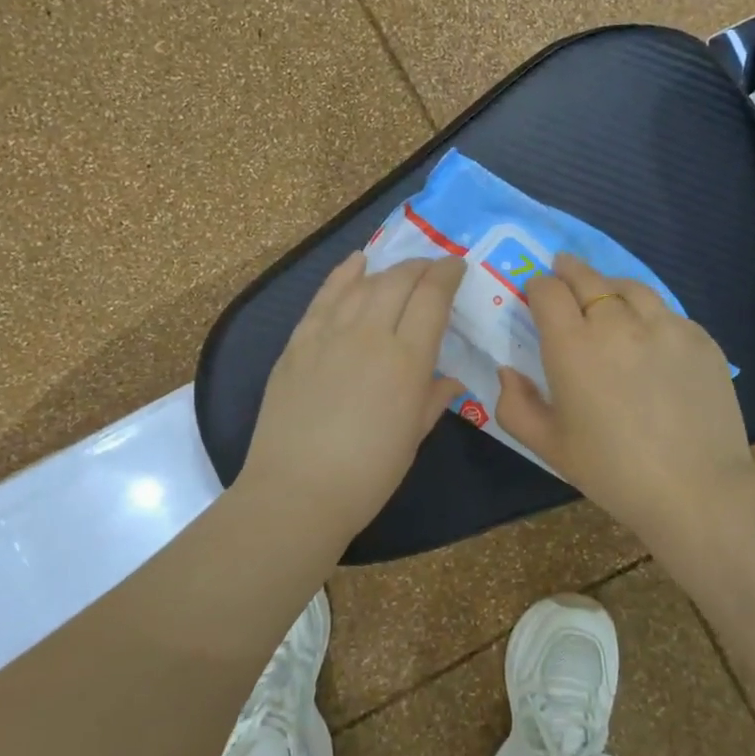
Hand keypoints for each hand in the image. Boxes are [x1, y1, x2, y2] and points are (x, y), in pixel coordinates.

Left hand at [240, 251, 465, 542]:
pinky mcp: (297, 343)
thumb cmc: (367, 474)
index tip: (457, 266)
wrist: (297, 491)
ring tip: (400, 269)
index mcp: (406, 360)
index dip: (447, 275)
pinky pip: (323, 297)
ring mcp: (328, 335)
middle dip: (421, 267)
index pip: (432, 298)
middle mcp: (368, 335)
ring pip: (362, 284)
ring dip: (387, 270)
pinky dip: (343, 275)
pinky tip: (355, 263)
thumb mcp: (412, 438)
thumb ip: (432, 399)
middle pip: (399, 281)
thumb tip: (449, 380)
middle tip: (433, 269)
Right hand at [496, 253, 754, 550]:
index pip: (547, 291)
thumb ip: (515, 405)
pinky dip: (648, 314)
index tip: (536, 295)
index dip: (538, 287)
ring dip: (609, 286)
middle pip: (587, 277)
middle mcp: (617, 323)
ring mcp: (664, 326)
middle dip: (568, 271)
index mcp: (572, 346)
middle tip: (562, 272)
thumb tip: (508, 372)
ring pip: (629, 287)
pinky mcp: (699, 338)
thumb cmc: (611, 471)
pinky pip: (665, 312)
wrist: (695, 490)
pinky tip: (648, 336)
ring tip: (605, 296)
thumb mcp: (548, 446)